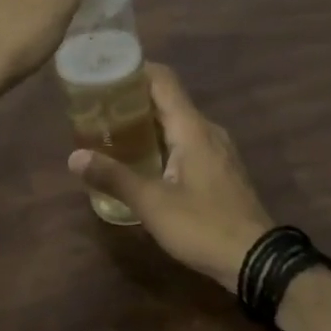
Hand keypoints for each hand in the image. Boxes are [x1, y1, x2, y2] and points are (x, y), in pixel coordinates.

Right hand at [69, 63, 273, 292]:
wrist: (257, 261)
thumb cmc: (203, 225)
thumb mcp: (152, 203)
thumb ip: (113, 177)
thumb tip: (74, 157)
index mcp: (192, 128)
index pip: (163, 80)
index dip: (135, 70)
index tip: (105, 73)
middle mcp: (207, 131)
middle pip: (168, 100)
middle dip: (133, 99)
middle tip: (97, 106)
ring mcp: (217, 150)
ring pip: (178, 123)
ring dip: (147, 122)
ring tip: (112, 131)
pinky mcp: (220, 170)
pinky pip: (187, 142)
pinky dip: (162, 141)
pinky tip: (142, 159)